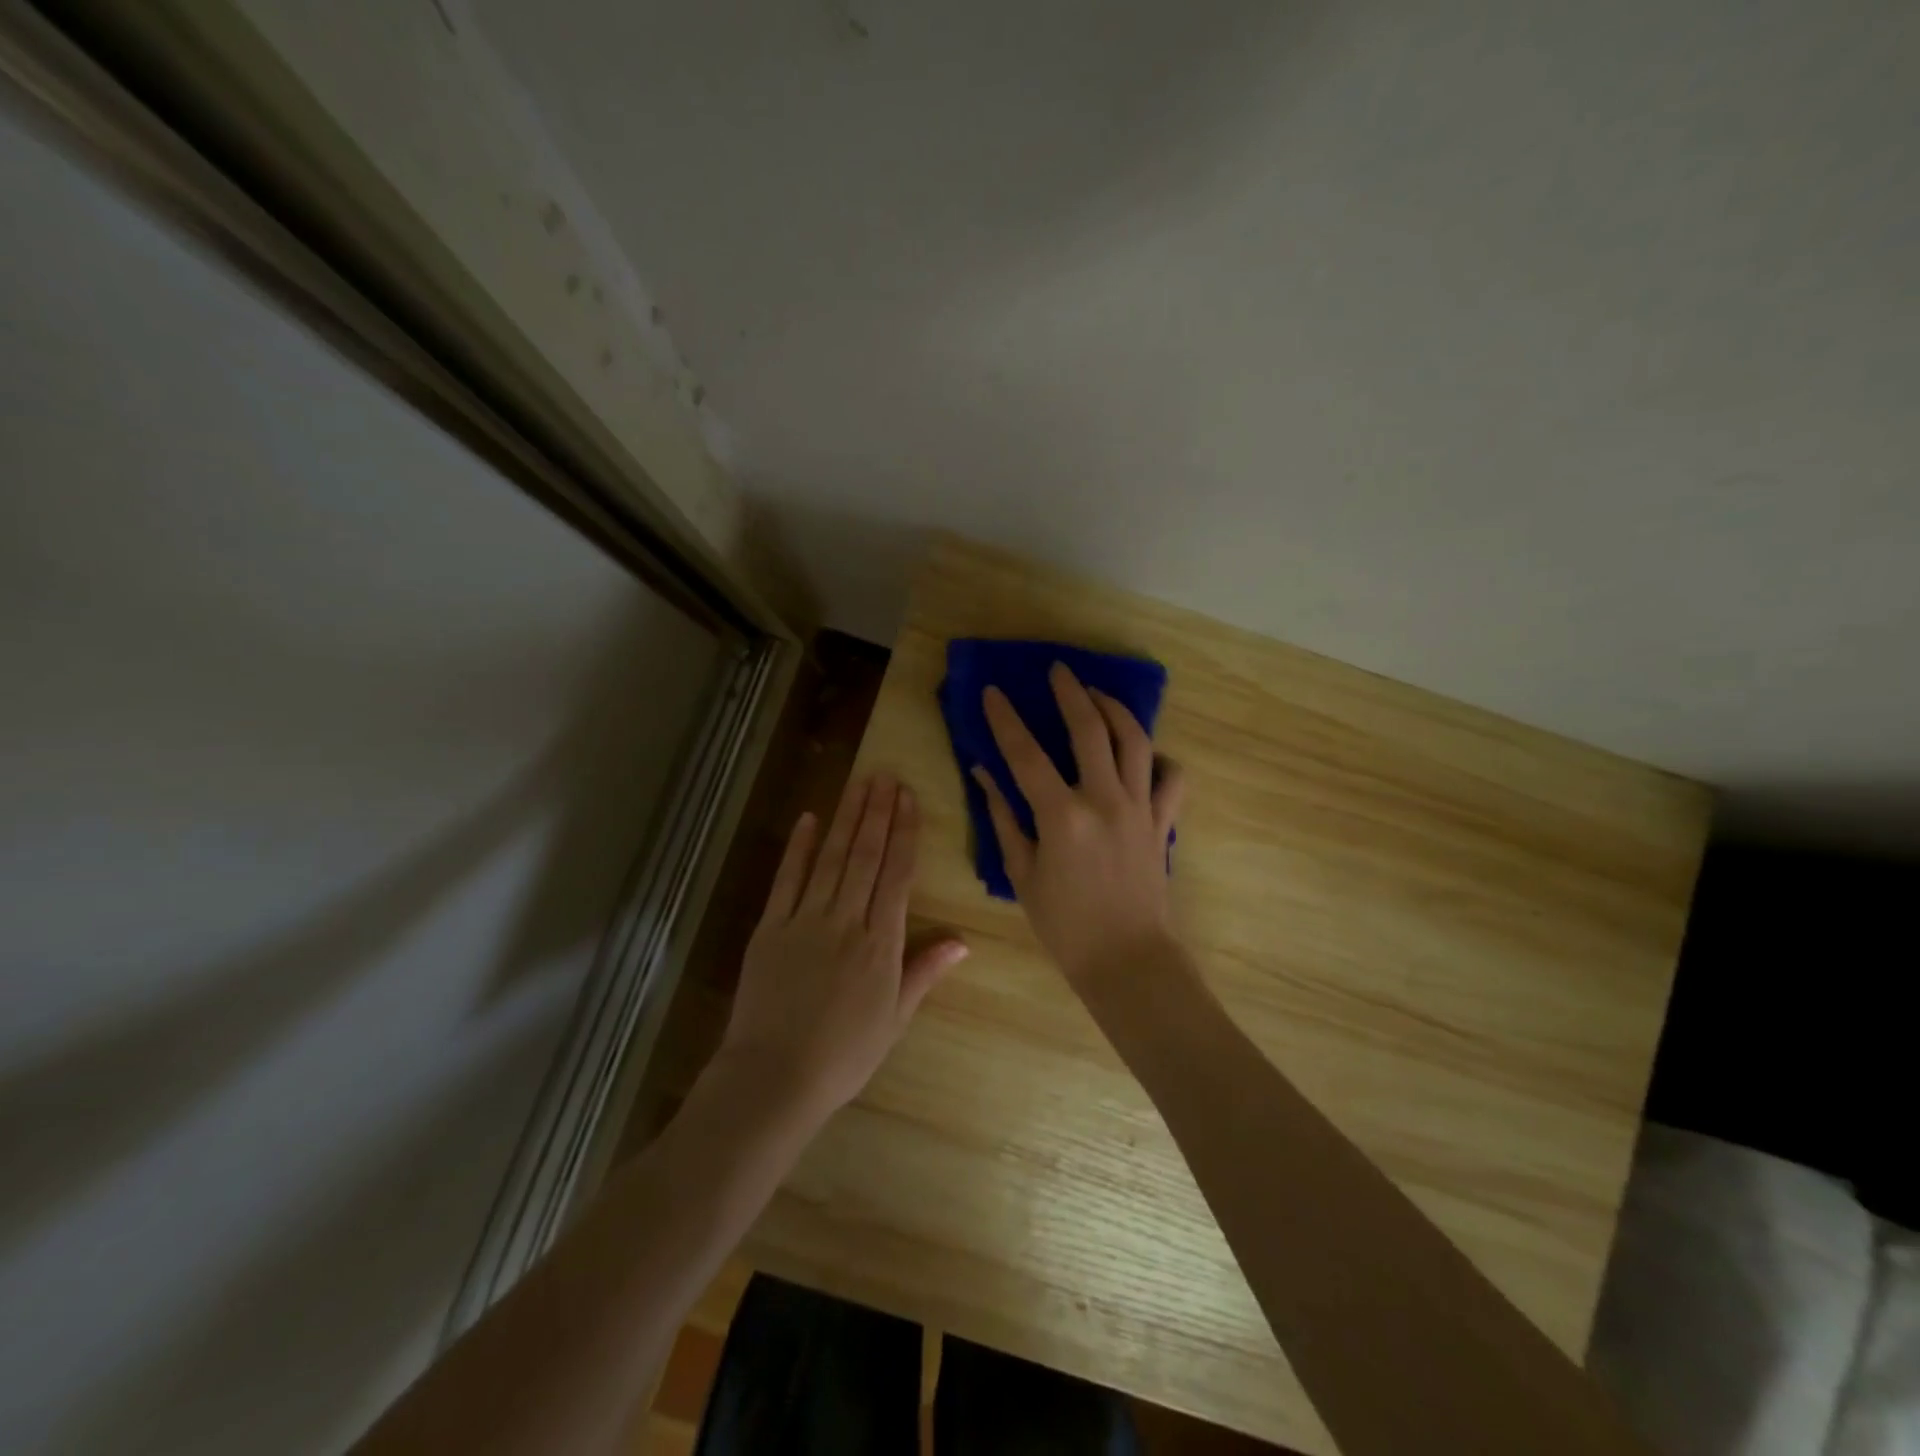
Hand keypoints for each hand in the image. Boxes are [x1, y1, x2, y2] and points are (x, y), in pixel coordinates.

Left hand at [719, 772, 968, 1118]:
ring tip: (860, 783)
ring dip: (847, 818)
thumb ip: (924, 972)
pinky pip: (787, 879)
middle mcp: (847, 921)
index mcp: (882, 943)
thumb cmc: (844, 1055)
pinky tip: (808, 818)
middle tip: (886, 776)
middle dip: (878, 813)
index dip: (905, 833)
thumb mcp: (895, 1019)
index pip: (898, 875)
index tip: (909, 799)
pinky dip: (798, 847)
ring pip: (831, 858)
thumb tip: (963, 941)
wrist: (775, 1078)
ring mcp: (806, 920)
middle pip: (866, 856)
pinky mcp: (770, 928)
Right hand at [973, 663, 1186, 990]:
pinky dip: (1160, 759)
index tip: (992, 693)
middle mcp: (1104, 800)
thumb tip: (984, 774)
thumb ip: (1004, 818)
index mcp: (1062, 816)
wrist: (1128, 961)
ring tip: (1098, 694)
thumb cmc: (1066, 926)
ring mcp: (1140, 808)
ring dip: (1115, 710)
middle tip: (1059, 670)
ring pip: (1135, 741)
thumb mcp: (1022, 873)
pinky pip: (1172, 778)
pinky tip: (1145, 753)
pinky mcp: (1162, 822)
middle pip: (1089, 729)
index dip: (1005, 720)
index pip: (1026, 754)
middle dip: (1070, 693)